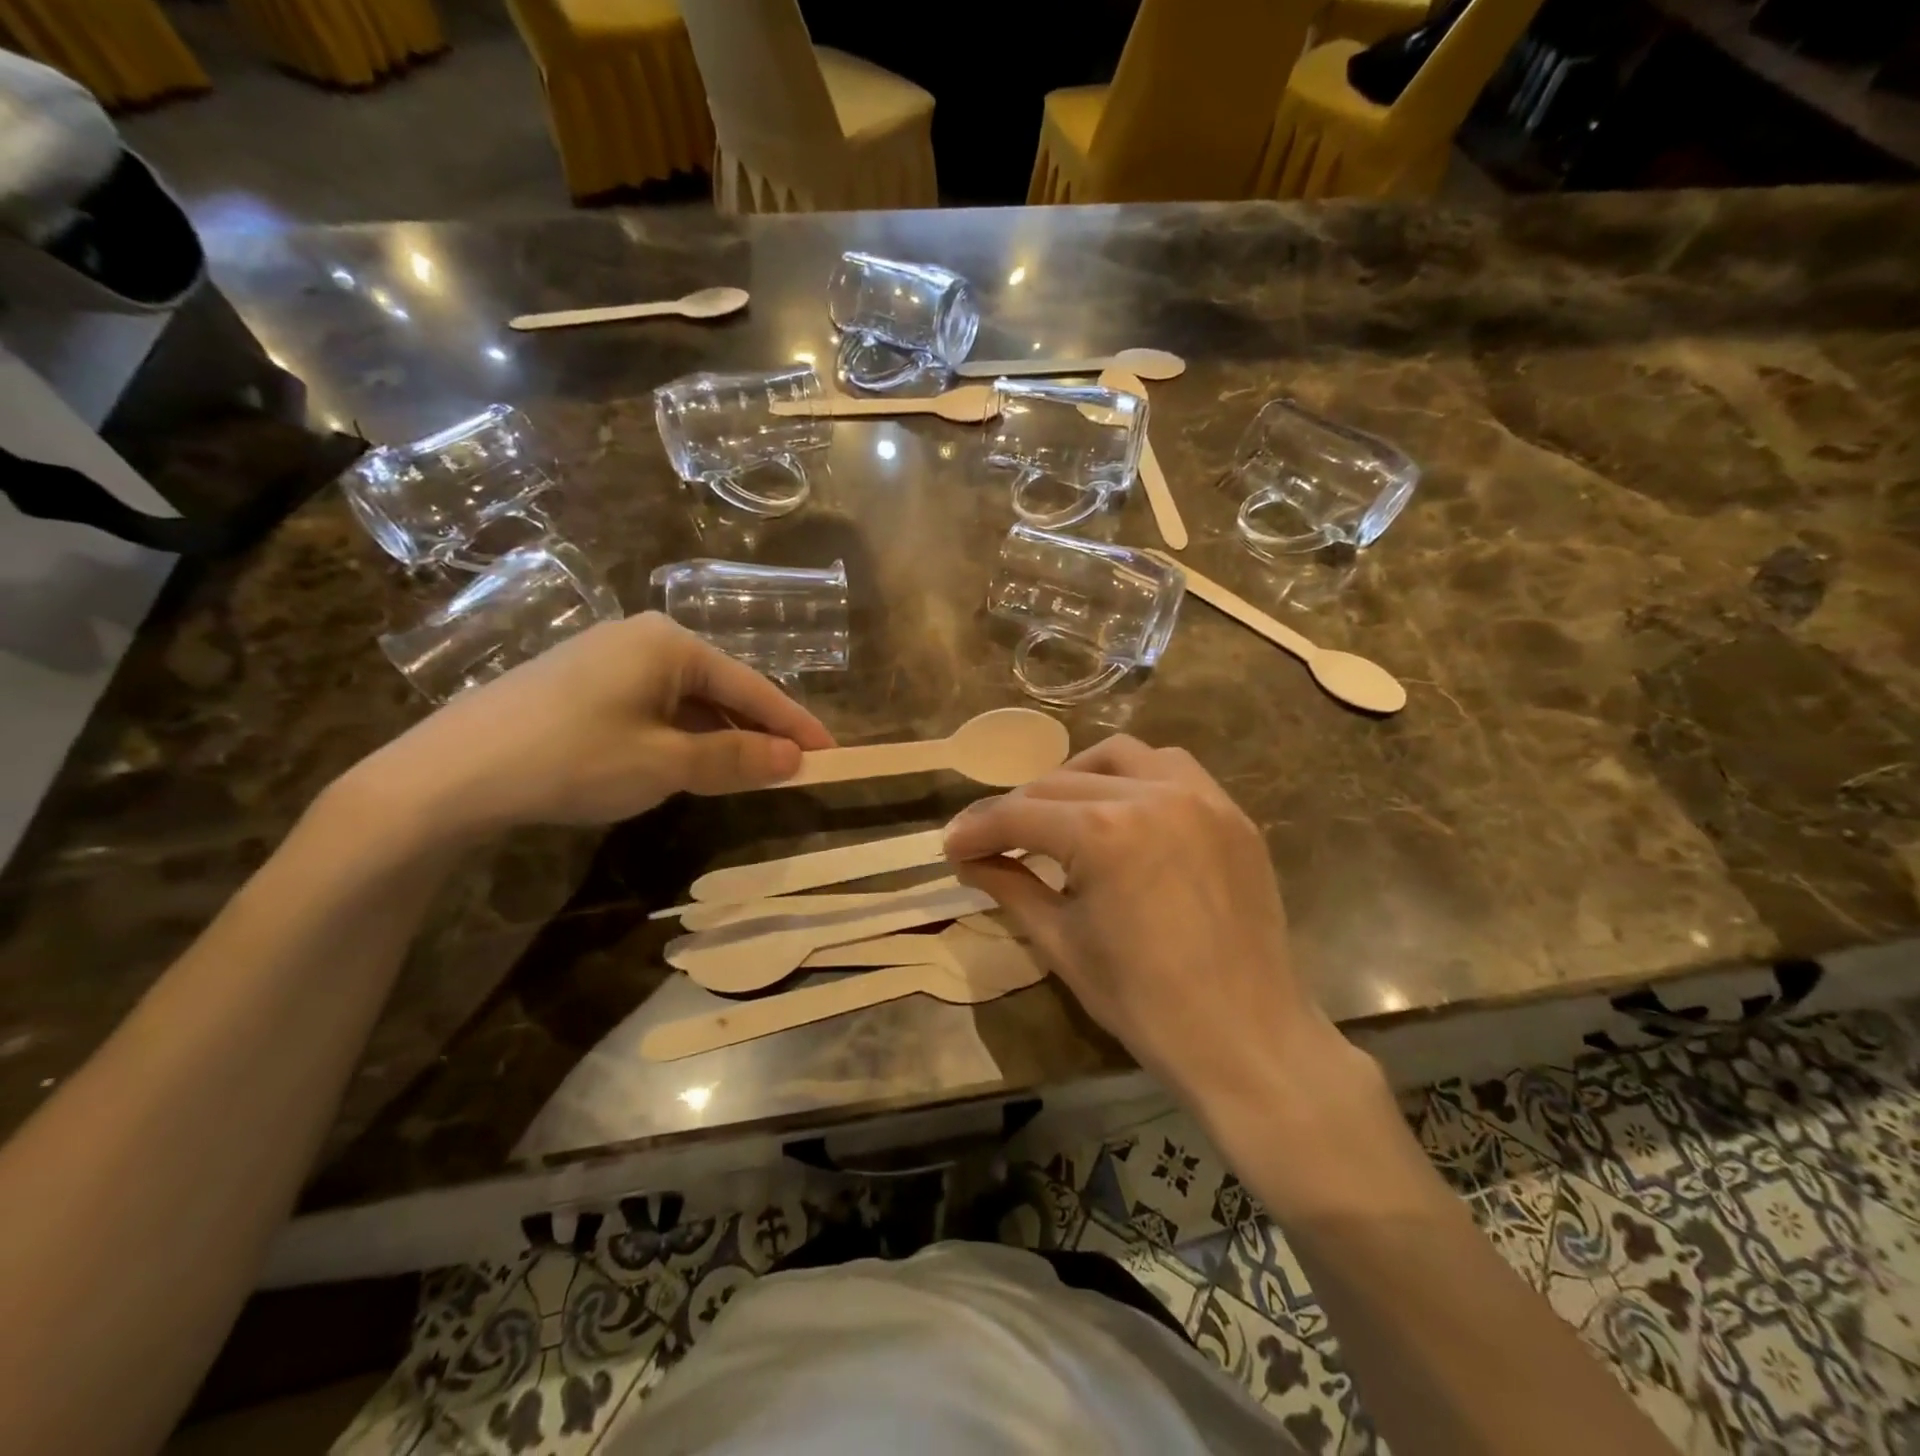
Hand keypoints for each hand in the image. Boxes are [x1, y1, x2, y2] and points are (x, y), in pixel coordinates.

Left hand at [352, 613, 833, 836]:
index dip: (793, 723)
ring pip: (685, 702)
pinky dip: (679, 738)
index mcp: (670, 644)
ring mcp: (606, 659)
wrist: (450, 774)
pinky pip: (652, 709)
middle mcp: (642, 639)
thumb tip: (794, 759)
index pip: (751, 686)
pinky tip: (684, 765)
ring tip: (747, 774)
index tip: (830, 752)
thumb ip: (734, 760)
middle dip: (756, 732)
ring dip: (717, 738)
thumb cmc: (573, 758)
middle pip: (720, 690)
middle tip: (792, 769)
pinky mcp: (579, 685)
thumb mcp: (665, 764)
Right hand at [942, 736, 1348, 1116]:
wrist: (1246, 1039)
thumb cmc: (1143, 1003)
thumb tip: (967, 858)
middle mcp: (1151, 795)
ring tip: (1058, 813)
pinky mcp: (1231, 813)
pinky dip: (1135, 777)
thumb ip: (1010, 887)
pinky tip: (1122, 810)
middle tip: (994, 841)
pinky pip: (1173, 769)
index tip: (951, 846)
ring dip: (1077, 777)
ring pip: (1119, 757)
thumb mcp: (1061, 943)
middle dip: (1018, 809)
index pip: (1019, 815)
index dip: (977, 830)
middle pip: (1060, 784)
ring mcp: (1200, 798)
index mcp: (1103, 833)